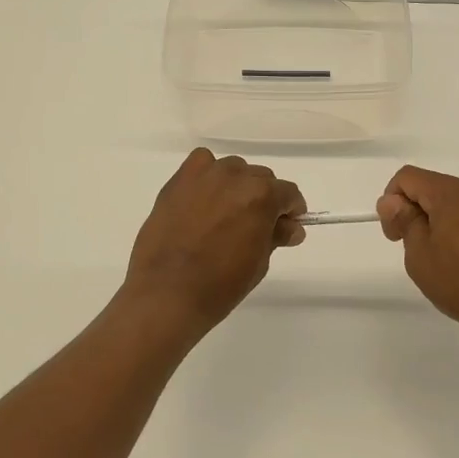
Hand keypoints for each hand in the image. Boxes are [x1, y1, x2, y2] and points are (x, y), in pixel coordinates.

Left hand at [122, 149, 306, 336]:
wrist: (167, 293)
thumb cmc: (220, 285)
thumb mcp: (259, 262)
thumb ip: (276, 236)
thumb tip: (291, 227)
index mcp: (262, 196)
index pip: (288, 193)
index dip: (291, 211)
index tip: (286, 227)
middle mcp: (235, 176)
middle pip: (261, 178)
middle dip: (264, 200)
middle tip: (254, 227)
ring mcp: (204, 175)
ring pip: (233, 170)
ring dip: (236, 187)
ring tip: (225, 215)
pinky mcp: (178, 180)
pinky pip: (202, 164)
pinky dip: (208, 177)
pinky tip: (204, 199)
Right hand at [377, 165, 458, 345]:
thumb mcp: (419, 253)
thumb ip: (403, 220)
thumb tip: (392, 200)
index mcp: (452, 192)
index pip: (408, 177)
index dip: (392, 201)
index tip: (395, 234)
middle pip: (431, 186)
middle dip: (414, 211)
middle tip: (412, 248)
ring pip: (452, 200)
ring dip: (436, 219)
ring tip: (438, 256)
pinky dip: (457, 226)